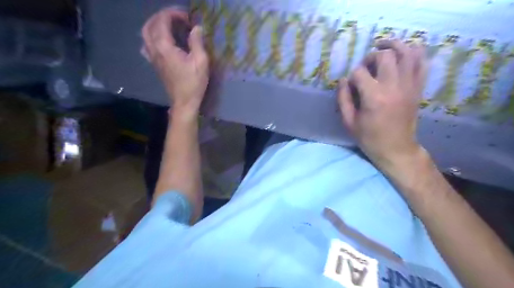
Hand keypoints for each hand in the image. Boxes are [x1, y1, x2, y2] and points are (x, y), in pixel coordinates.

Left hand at [141, 9, 206, 117]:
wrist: (184, 102)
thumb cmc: (194, 83)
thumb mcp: (201, 62)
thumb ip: (197, 42)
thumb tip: (196, 28)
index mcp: (164, 47)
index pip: (162, 20)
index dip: (174, 13)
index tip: (188, 17)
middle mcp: (154, 49)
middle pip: (150, 24)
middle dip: (163, 16)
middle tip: (178, 18)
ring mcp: (152, 57)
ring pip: (145, 33)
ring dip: (155, 24)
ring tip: (170, 25)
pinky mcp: (154, 64)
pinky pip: (147, 44)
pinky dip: (152, 36)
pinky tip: (162, 40)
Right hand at [340, 40, 427, 171]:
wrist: (396, 148)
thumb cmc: (369, 137)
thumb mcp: (349, 122)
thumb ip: (343, 99)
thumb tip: (343, 80)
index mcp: (374, 97)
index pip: (360, 73)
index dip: (352, 76)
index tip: (351, 85)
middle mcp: (394, 86)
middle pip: (385, 56)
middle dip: (371, 56)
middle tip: (366, 65)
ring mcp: (410, 85)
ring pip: (407, 52)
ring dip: (394, 45)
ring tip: (383, 45)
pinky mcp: (418, 88)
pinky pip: (422, 63)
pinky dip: (414, 53)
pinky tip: (404, 54)